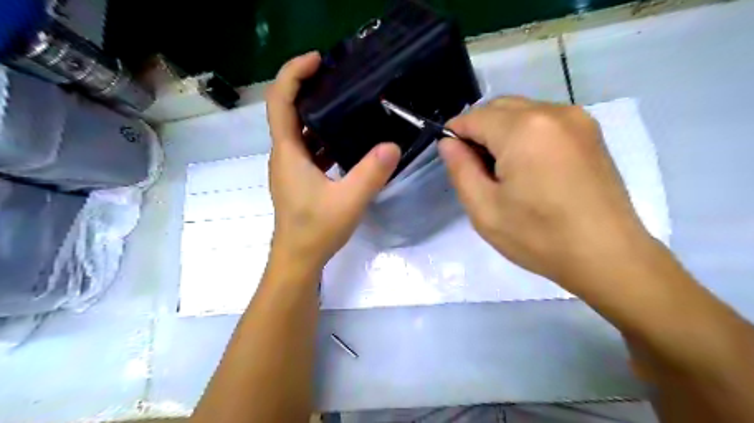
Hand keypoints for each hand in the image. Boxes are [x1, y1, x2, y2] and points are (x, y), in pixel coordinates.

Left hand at [267, 53, 403, 270]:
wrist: (298, 259)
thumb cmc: (316, 230)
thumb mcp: (349, 201)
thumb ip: (371, 173)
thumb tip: (393, 145)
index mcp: (288, 152)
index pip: (280, 101)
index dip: (293, 74)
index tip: (318, 60)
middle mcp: (285, 154)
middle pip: (289, 110)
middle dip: (309, 88)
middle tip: (339, 76)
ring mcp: (291, 167)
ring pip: (300, 130)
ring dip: (318, 113)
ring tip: (346, 102)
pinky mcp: (300, 178)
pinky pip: (309, 148)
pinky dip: (323, 137)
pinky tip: (346, 139)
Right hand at [437, 96, 653, 292]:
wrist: (608, 256)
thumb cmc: (539, 236)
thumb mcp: (484, 209)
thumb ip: (460, 169)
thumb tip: (448, 143)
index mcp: (523, 129)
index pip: (474, 117)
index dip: (455, 135)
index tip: (453, 160)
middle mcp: (552, 112)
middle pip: (498, 108)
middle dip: (479, 131)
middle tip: (477, 169)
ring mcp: (577, 118)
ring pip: (521, 112)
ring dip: (502, 132)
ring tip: (504, 171)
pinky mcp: (590, 131)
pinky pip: (544, 120)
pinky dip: (525, 134)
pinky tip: (529, 166)